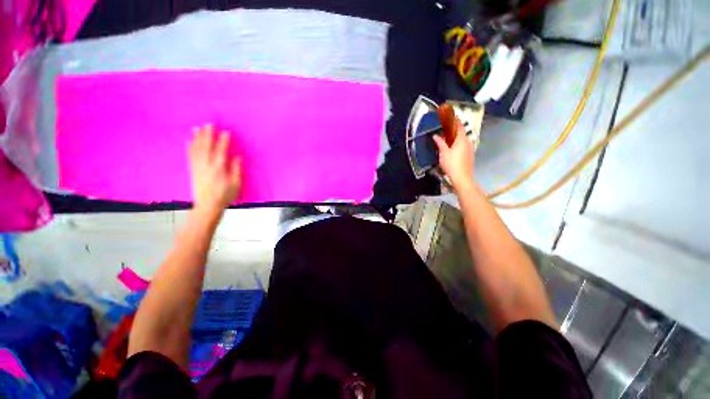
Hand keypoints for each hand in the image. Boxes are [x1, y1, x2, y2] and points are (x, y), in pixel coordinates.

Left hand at [188, 124, 241, 215]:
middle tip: (209, 123)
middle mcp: (206, 164)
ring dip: (197, 137)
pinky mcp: (193, 170)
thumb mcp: (236, 183)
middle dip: (208, 134)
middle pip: (206, 146)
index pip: (221, 150)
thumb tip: (236, 157)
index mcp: (219, 168)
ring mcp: (198, 166)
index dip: (223, 140)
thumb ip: (236, 169)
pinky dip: (189, 147)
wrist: (207, 205)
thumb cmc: (225, 195)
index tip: (226, 131)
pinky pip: (190, 155)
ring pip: (196, 149)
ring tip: (197, 127)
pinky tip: (188, 140)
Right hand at [432, 118, 474, 191]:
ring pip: (462, 139)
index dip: (455, 119)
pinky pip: (463, 145)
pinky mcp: (469, 155)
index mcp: (461, 140)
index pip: (459, 126)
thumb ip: (440, 143)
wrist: (462, 178)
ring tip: (447, 136)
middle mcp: (468, 142)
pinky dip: (457, 142)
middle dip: (454, 128)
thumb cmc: (452, 164)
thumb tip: (436, 136)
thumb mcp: (444, 153)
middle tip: (446, 126)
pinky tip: (452, 146)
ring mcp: (469, 149)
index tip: (451, 114)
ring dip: (455, 136)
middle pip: (461, 132)